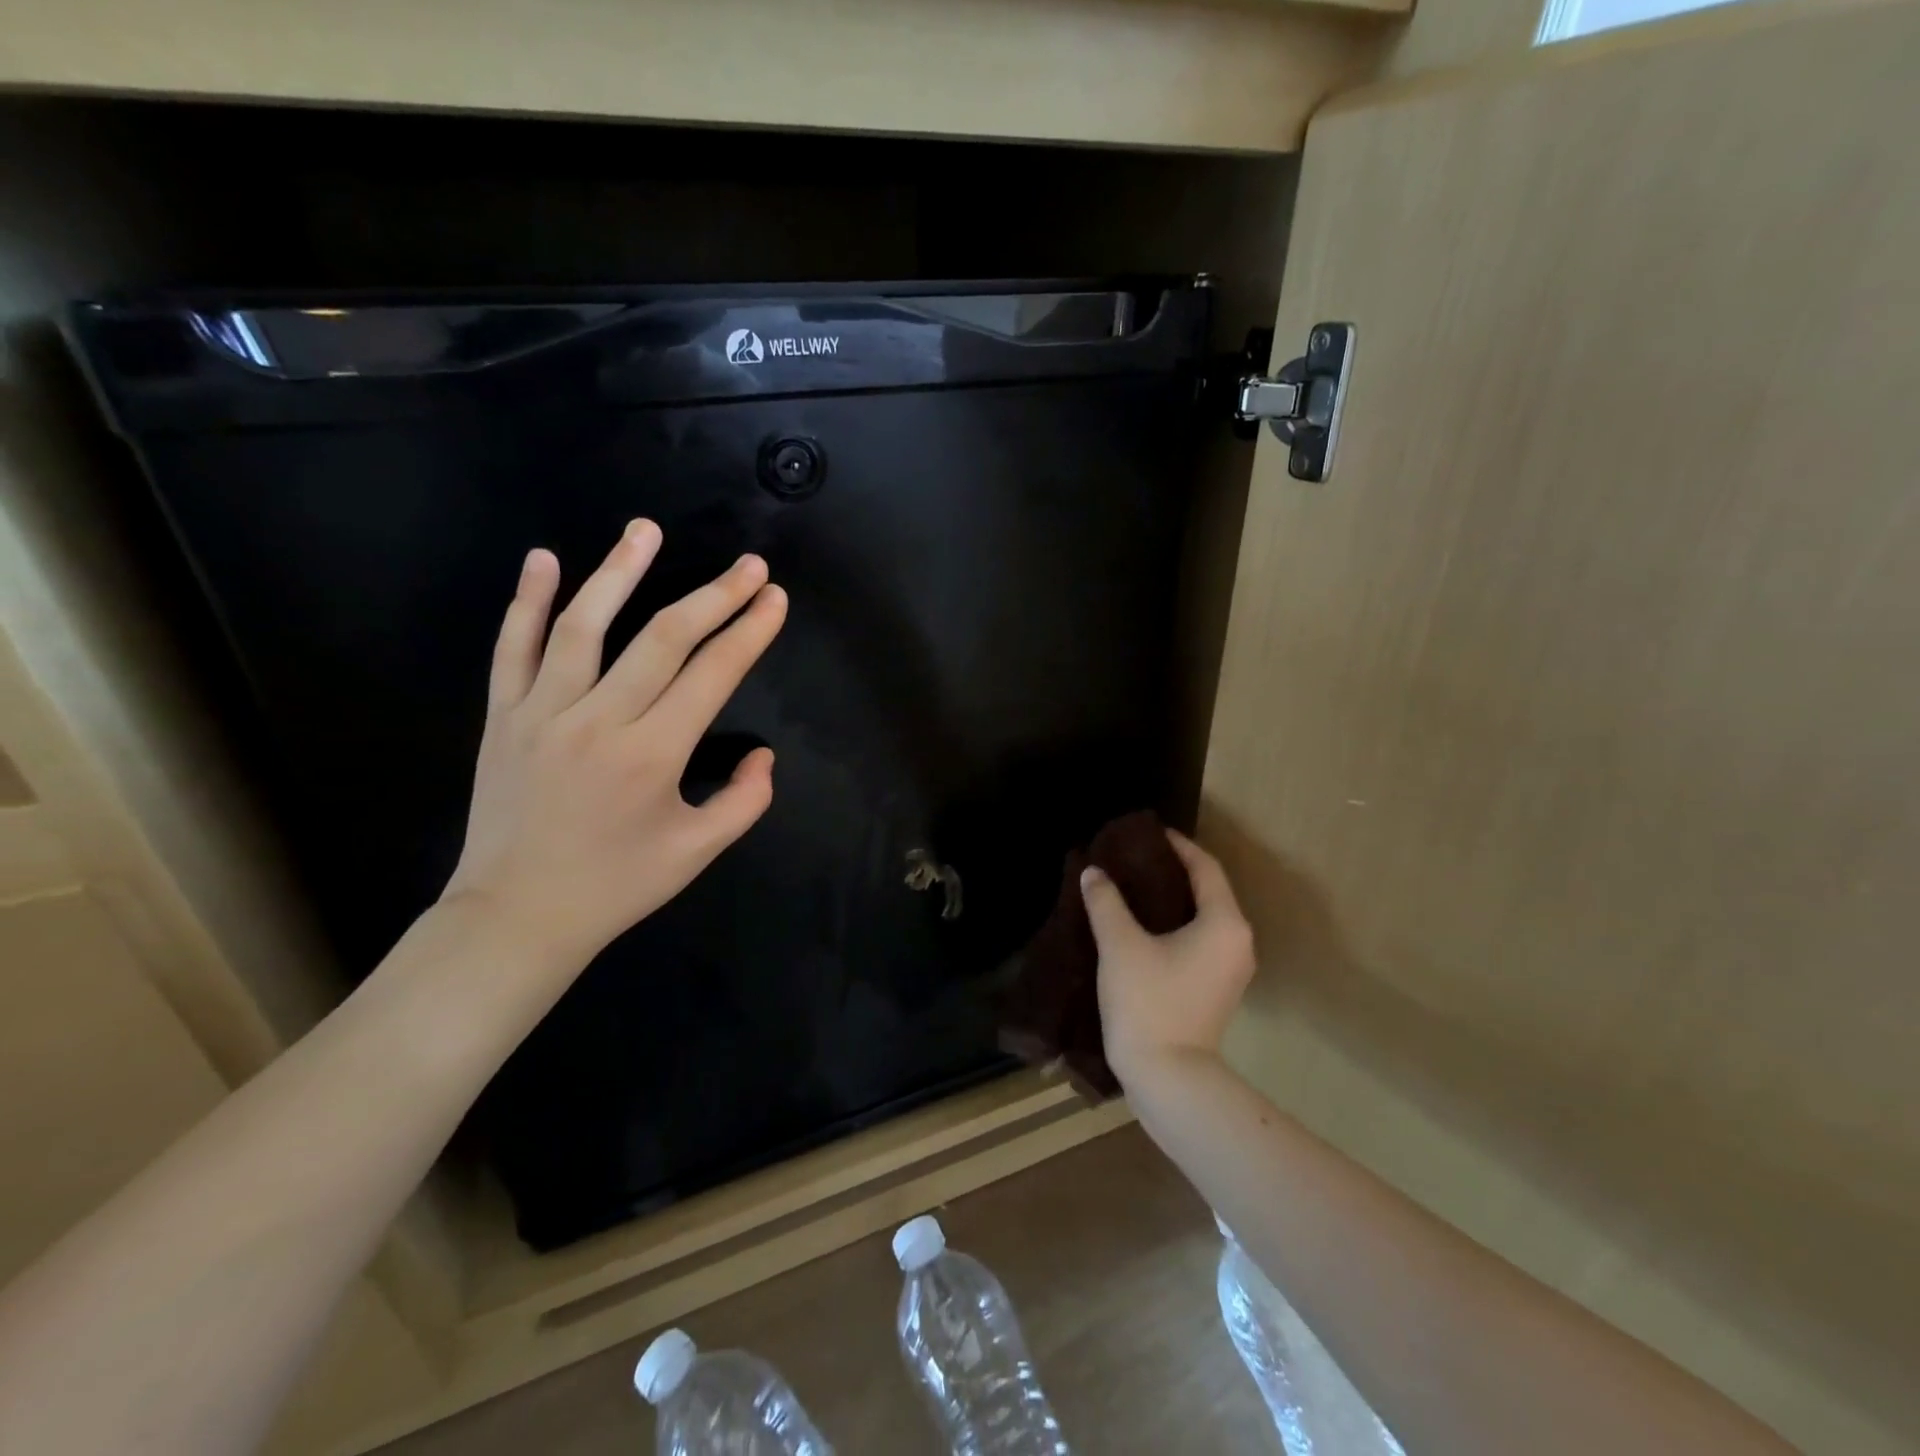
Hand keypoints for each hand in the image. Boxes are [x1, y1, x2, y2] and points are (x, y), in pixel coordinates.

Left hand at [441, 520, 787, 968]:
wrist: (516, 916)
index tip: (774, 599)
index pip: (713, 675)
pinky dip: (528, 602)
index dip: (749, 632)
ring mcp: (543, 713)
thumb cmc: (616, 886)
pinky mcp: (502, 717)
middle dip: (713, 596)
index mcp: (653, 755)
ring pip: (584, 627)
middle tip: (748, 564)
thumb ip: (745, 800)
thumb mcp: (697, 852)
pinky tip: (544, 559)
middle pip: (664, 639)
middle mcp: (600, 721)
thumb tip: (765, 755)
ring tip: (647, 530)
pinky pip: (512, 649)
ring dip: (620, 573)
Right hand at [1082, 829, 1254, 1088]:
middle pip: (1208, 891)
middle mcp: (1237, 941)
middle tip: (1134, 859)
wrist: (1169, 1078)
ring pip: (1205, 917)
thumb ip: (1106, 903)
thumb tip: (1093, 873)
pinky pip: (1201, 940)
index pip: (1205, 868)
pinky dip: (1177, 924)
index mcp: (1224, 923)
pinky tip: (1144, 926)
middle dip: (1173, 871)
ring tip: (1134, 888)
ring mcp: (1231, 969)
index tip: (1148, 834)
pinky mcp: (1218, 989)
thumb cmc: (1148, 1003)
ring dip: (1174, 899)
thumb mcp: (1120, 946)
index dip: (1177, 846)